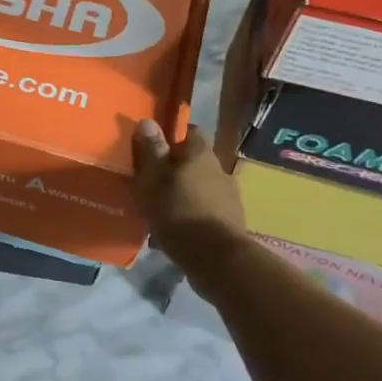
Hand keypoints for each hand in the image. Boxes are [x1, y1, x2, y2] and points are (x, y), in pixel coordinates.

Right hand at [132, 120, 245, 259]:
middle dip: (178, 170)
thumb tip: (148, 120)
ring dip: (187, 193)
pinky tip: (179, 231)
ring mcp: (230, 197)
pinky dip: (195, 215)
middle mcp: (220, 169)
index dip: (174, 137)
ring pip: (203, 187)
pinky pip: (209, 210)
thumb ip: (152, 152)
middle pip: (197, 161)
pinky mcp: (233, 221)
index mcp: (201, 154)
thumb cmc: (179, 213)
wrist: (217, 259)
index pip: (191, 132)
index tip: (157, 150)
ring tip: (165, 211)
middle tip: (156, 184)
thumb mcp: (154, 181)